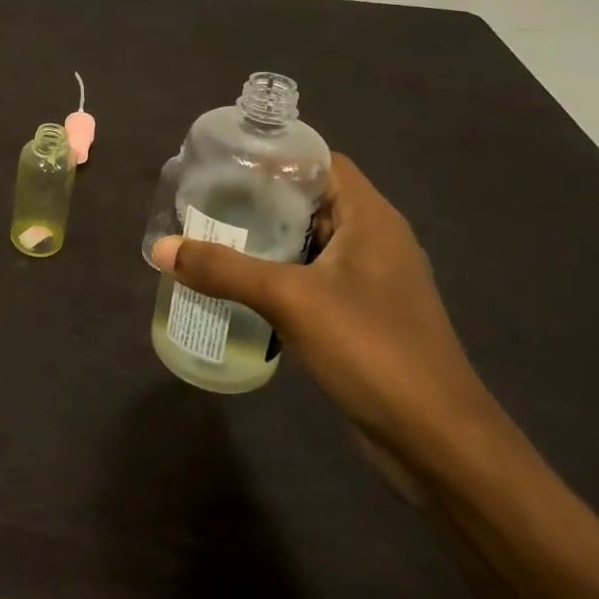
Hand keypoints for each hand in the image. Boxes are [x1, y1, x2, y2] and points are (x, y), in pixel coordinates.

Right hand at [150, 155, 501, 471]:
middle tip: (207, 202)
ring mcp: (372, 282)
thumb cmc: (371, 349)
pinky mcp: (363, 317)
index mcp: (371, 219)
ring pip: (311, 245)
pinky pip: (314, 281)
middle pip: (312, 202)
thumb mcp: (290, 300)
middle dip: (261, 201)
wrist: (436, 441)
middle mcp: (375, 241)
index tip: (226, 164)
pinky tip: (242, 289)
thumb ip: (224, 270)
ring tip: (214, 239)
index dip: (277, 158)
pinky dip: (280, 277)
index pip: (321, 163)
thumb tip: (162, 248)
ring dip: (268, 242)